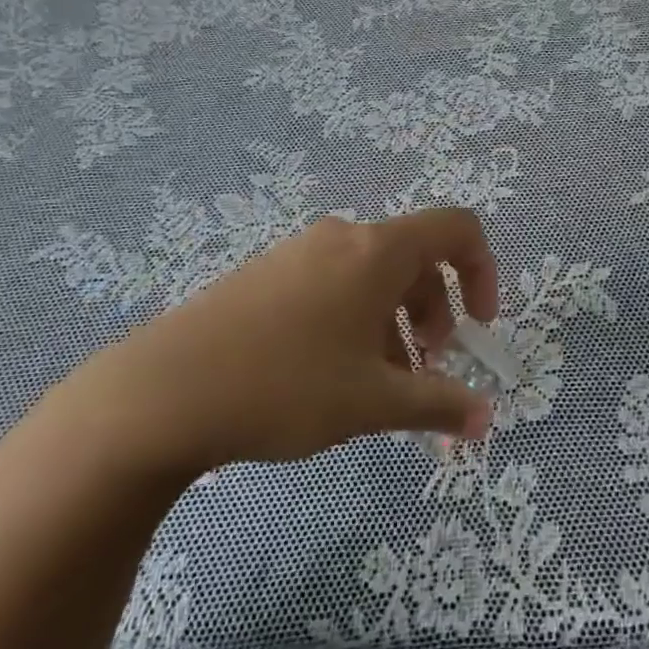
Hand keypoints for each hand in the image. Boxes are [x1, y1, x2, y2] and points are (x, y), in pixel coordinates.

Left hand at [55, 210, 497, 483]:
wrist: (162, 392)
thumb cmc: (287, 385)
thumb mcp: (373, 402)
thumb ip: (438, 404)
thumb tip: (485, 420)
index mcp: (377, 251)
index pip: (457, 229)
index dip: (483, 272)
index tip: (478, 327)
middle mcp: (342, 238)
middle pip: (415, 259)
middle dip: (435, 313)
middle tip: (425, 371)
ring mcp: (298, 253)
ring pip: (372, 277)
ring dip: (395, 325)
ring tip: (379, 386)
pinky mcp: (265, 274)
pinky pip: (332, 285)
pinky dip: (355, 321)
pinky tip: (331, 375)